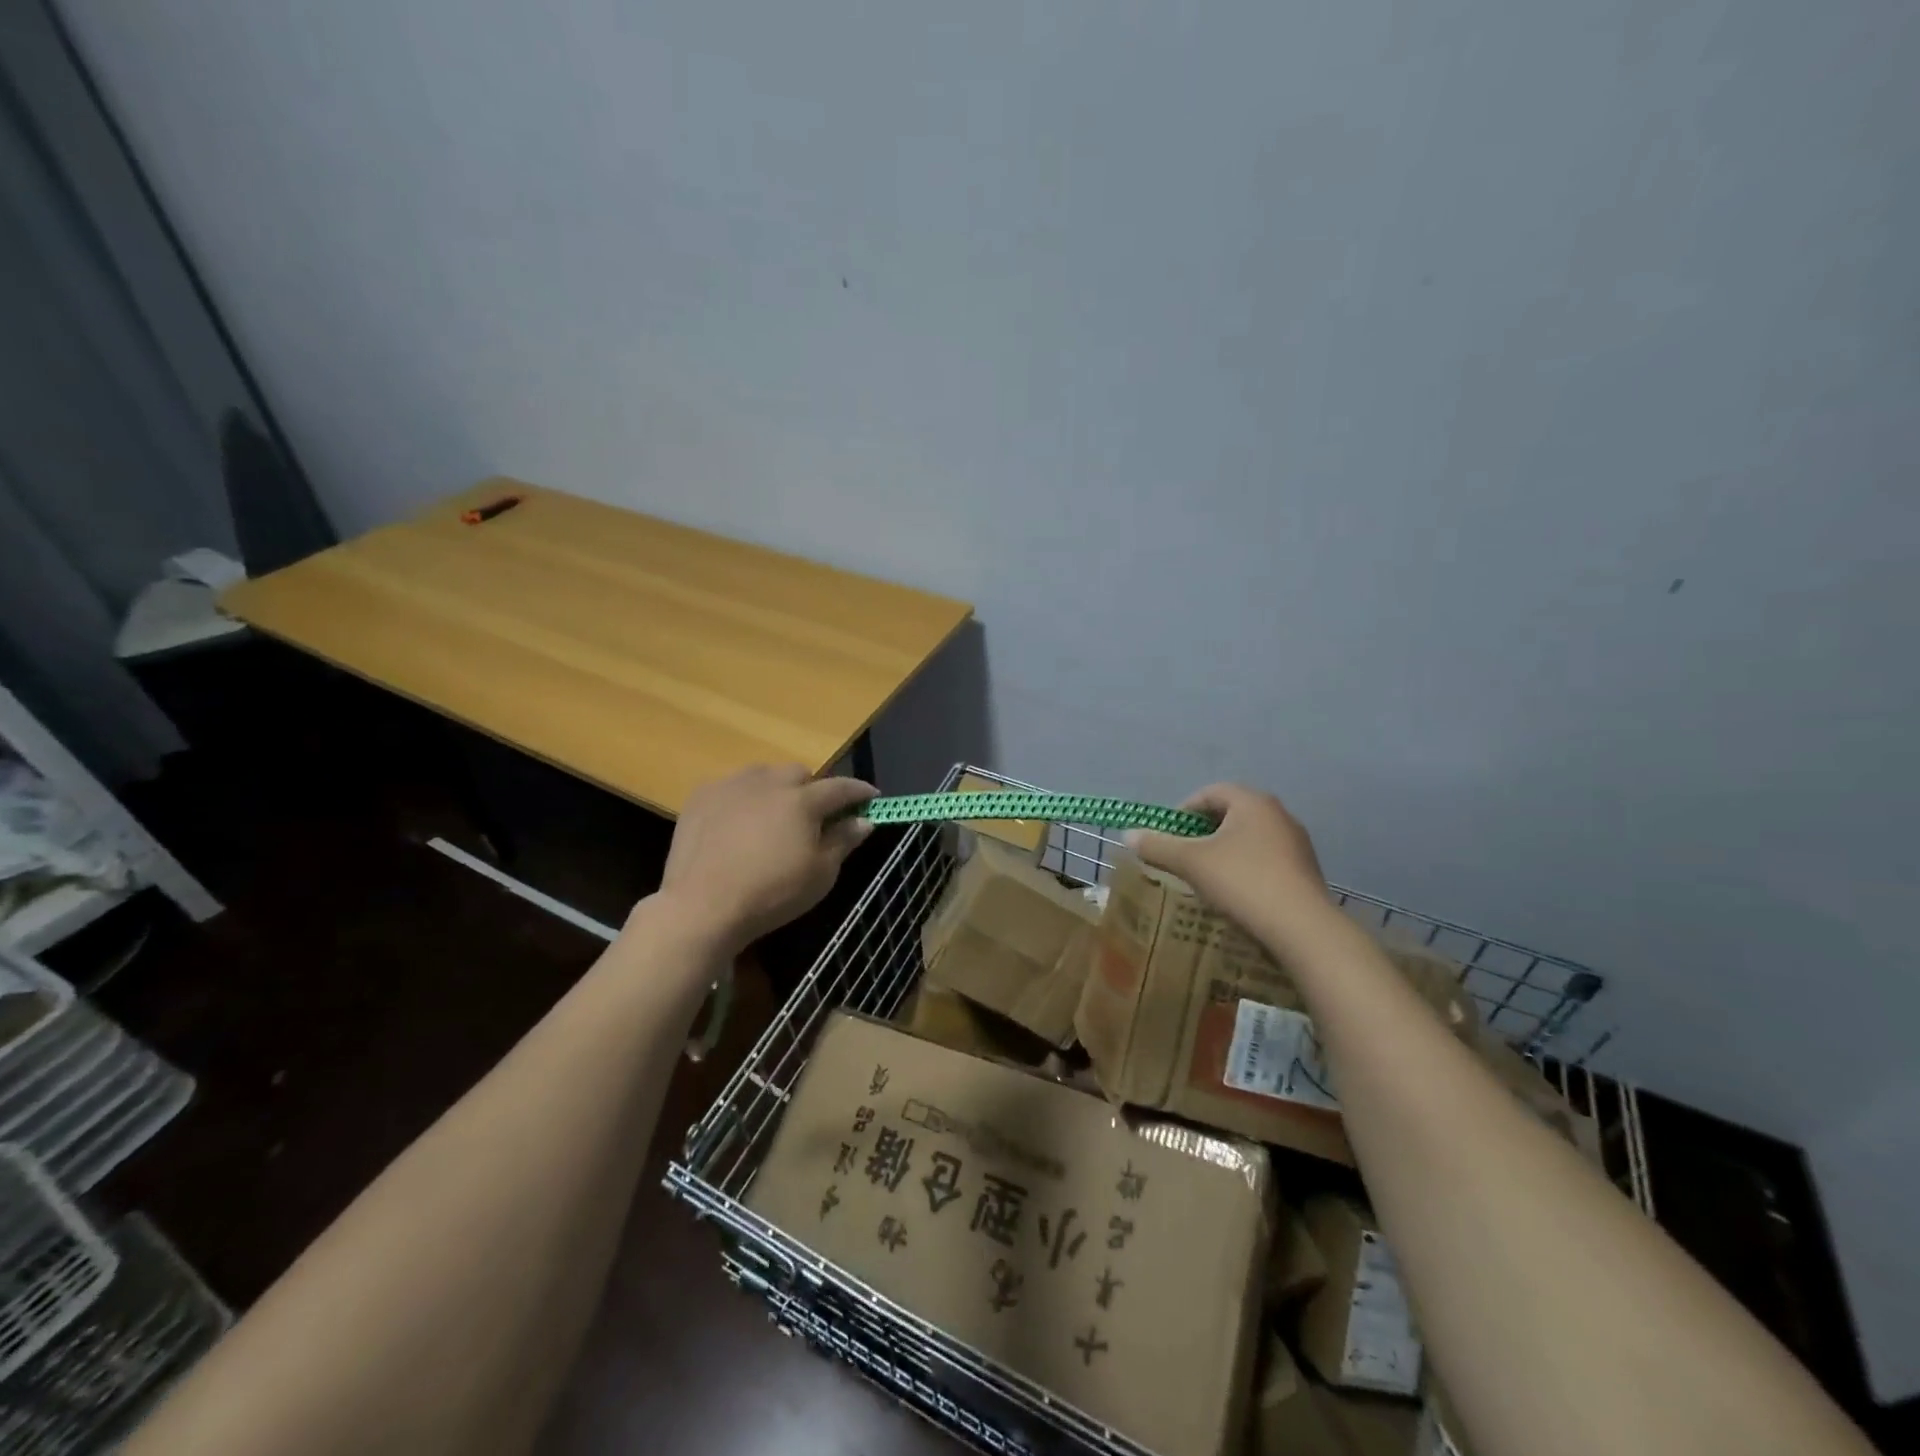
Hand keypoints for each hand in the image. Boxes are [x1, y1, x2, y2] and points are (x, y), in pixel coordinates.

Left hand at [650, 764, 874, 954]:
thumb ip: (844, 840)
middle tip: (813, 816)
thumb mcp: (820, 874)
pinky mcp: (701, 796)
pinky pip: (732, 787)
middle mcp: (769, 782)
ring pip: (763, 774)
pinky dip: (743, 798)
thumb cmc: (772, 893)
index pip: (840, 787)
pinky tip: (738, 823)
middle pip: (799, 773)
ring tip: (773, 816)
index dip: (859, 791)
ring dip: (776, 789)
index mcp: (803, 800)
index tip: (871, 796)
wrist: (702, 906)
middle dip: (812, 788)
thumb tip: (865, 820)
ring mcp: (731, 785)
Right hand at [1127, 784, 1330, 944]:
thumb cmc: (1242, 882)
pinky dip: (1245, 868)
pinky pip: (1265, 859)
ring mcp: (1296, 843)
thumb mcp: (1191, 863)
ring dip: (1223, 851)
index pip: (1210, 793)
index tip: (1167, 836)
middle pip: (1230, 814)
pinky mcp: (1305, 871)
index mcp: (1252, 802)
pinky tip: (1235, 893)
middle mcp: (1278, 814)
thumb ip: (1157, 846)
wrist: (1303, 929)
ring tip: (1205, 877)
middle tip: (1182, 855)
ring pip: (1248, 838)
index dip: (1183, 811)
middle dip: (1202, 832)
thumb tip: (1128, 835)